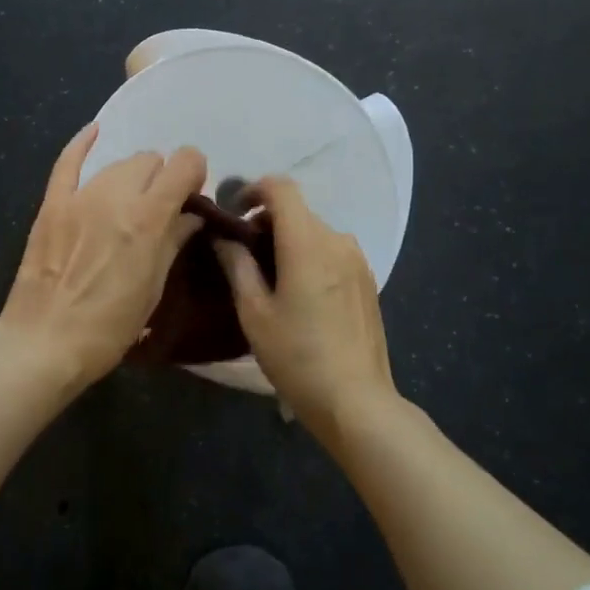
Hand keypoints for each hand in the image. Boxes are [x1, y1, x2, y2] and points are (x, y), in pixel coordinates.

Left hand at [0, 124, 206, 387]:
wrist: (44, 343)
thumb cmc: (109, 326)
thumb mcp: (153, 287)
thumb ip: (174, 241)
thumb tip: (190, 215)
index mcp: (148, 217)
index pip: (185, 163)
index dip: (194, 173)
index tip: (191, 194)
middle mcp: (117, 196)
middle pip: (151, 160)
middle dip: (162, 178)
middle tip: (158, 208)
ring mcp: (81, 197)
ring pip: (118, 163)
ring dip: (132, 176)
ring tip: (128, 203)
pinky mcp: (53, 204)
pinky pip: (68, 161)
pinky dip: (82, 143)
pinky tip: (94, 131)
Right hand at [216, 177, 397, 439]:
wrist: (357, 402)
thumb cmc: (297, 357)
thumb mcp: (254, 313)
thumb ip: (237, 265)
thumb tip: (222, 236)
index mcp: (306, 241)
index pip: (281, 187)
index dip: (253, 190)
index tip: (234, 214)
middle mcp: (336, 239)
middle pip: (297, 211)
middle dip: (266, 222)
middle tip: (243, 254)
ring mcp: (357, 259)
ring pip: (314, 232)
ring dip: (289, 241)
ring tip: (270, 278)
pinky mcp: (367, 279)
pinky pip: (331, 251)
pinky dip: (309, 256)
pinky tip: (300, 294)